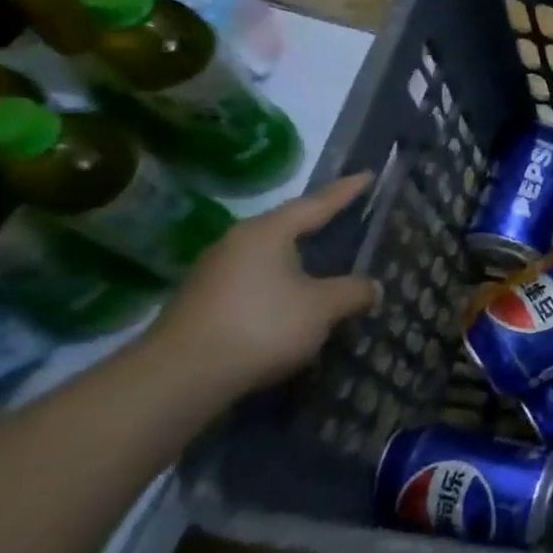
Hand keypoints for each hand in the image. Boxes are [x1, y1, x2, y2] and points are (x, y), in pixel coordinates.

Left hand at [149, 173, 380, 400]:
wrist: (179, 378)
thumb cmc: (261, 326)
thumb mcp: (322, 308)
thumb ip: (353, 292)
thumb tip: (374, 287)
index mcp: (268, 232)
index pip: (316, 204)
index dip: (345, 191)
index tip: (367, 175)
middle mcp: (237, 243)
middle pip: (288, 227)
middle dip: (318, 225)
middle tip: (347, 219)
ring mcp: (215, 273)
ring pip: (270, 258)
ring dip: (298, 262)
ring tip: (325, 265)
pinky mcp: (204, 303)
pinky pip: (256, 283)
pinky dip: (280, 286)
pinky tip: (294, 303)